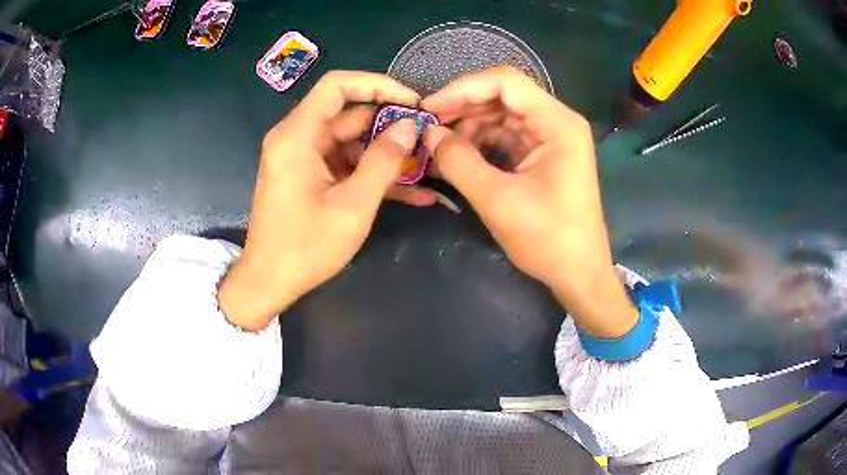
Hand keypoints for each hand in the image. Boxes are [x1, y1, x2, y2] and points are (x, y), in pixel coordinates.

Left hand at [219, 71, 421, 329]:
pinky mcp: (311, 176)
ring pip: (353, 141)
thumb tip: (410, 126)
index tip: (411, 101)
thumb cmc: (305, 248)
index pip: (337, 85)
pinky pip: (346, 164)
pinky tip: (414, 191)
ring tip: (429, 167)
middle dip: (391, 125)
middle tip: (429, 137)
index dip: (377, 84)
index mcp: (297, 135)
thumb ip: (384, 161)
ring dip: (388, 154)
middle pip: (349, 114)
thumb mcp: (352, 205)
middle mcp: (298, 138)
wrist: (269, 282)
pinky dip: (374, 174)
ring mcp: (304, 158)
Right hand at [422, 67, 637, 337]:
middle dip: (462, 108)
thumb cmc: (548, 238)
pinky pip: (505, 138)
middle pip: (502, 97)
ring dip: (468, 127)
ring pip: (500, 117)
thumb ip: (458, 161)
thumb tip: (428, 134)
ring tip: (436, 145)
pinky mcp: (541, 157)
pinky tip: (456, 156)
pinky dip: (480, 144)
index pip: (505, 82)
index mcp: (557, 123)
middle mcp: (556, 122)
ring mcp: (550, 139)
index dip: (463, 89)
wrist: (579, 274)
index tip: (429, 108)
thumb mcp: (498, 200)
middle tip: (427, 127)